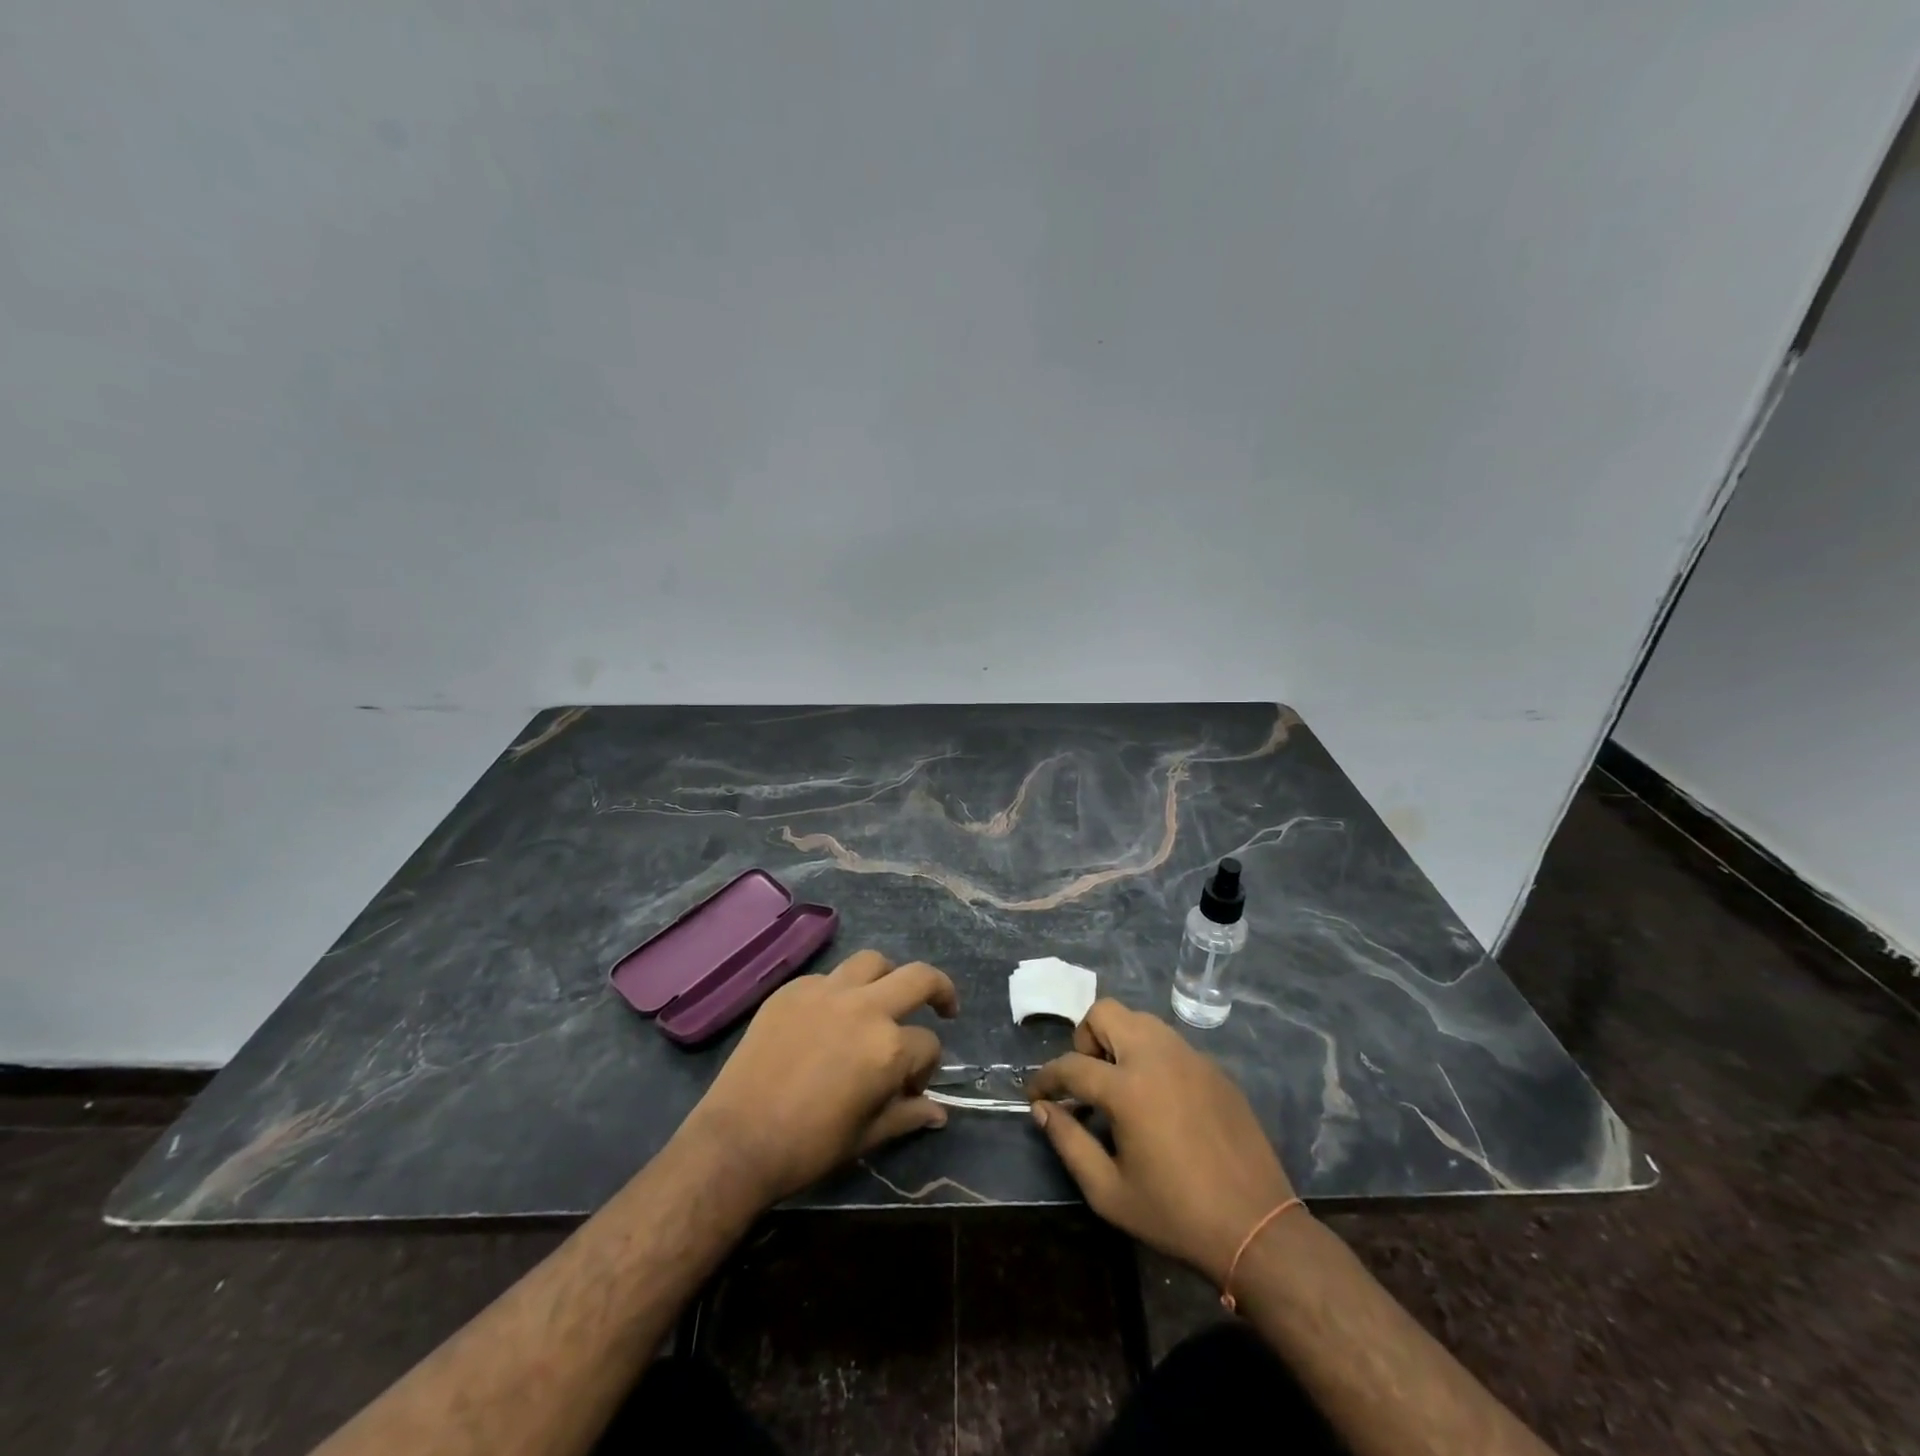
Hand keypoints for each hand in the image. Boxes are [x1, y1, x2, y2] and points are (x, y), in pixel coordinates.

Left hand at [678, 949, 957, 1206]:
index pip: (929, 1044)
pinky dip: (840, 991)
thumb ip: (908, 1115)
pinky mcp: (793, 989)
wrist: (737, 1140)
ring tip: (884, 998)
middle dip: (940, 989)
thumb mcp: (867, 1136)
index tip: (911, 1089)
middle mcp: (865, 1008)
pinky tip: (829, 1016)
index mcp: (889, 1048)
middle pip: (919, 978)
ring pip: (873, 961)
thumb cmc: (809, 1146)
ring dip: (888, 977)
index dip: (926, 1068)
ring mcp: (827, 991)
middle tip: (944, 1006)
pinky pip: (828, 977)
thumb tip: (939, 1112)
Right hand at [1028, 999, 1294, 1285]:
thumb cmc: (1175, 1215)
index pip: (1071, 1065)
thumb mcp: (1109, 1192)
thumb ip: (1069, 1143)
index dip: (1045, 1078)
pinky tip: (1158, 1100)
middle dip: (1084, 1039)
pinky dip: (1151, 1057)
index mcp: (1128, 1088)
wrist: (1257, 1228)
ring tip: (1120, 1087)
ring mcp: (1190, 1057)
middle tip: (1087, 1081)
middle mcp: (1157, 1057)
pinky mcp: (1213, 1068)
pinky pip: (1170, 1043)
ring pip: (1140, 1020)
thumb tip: (1042, 1110)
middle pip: (1105, 1013)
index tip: (1035, 1093)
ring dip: (1119, 1041)